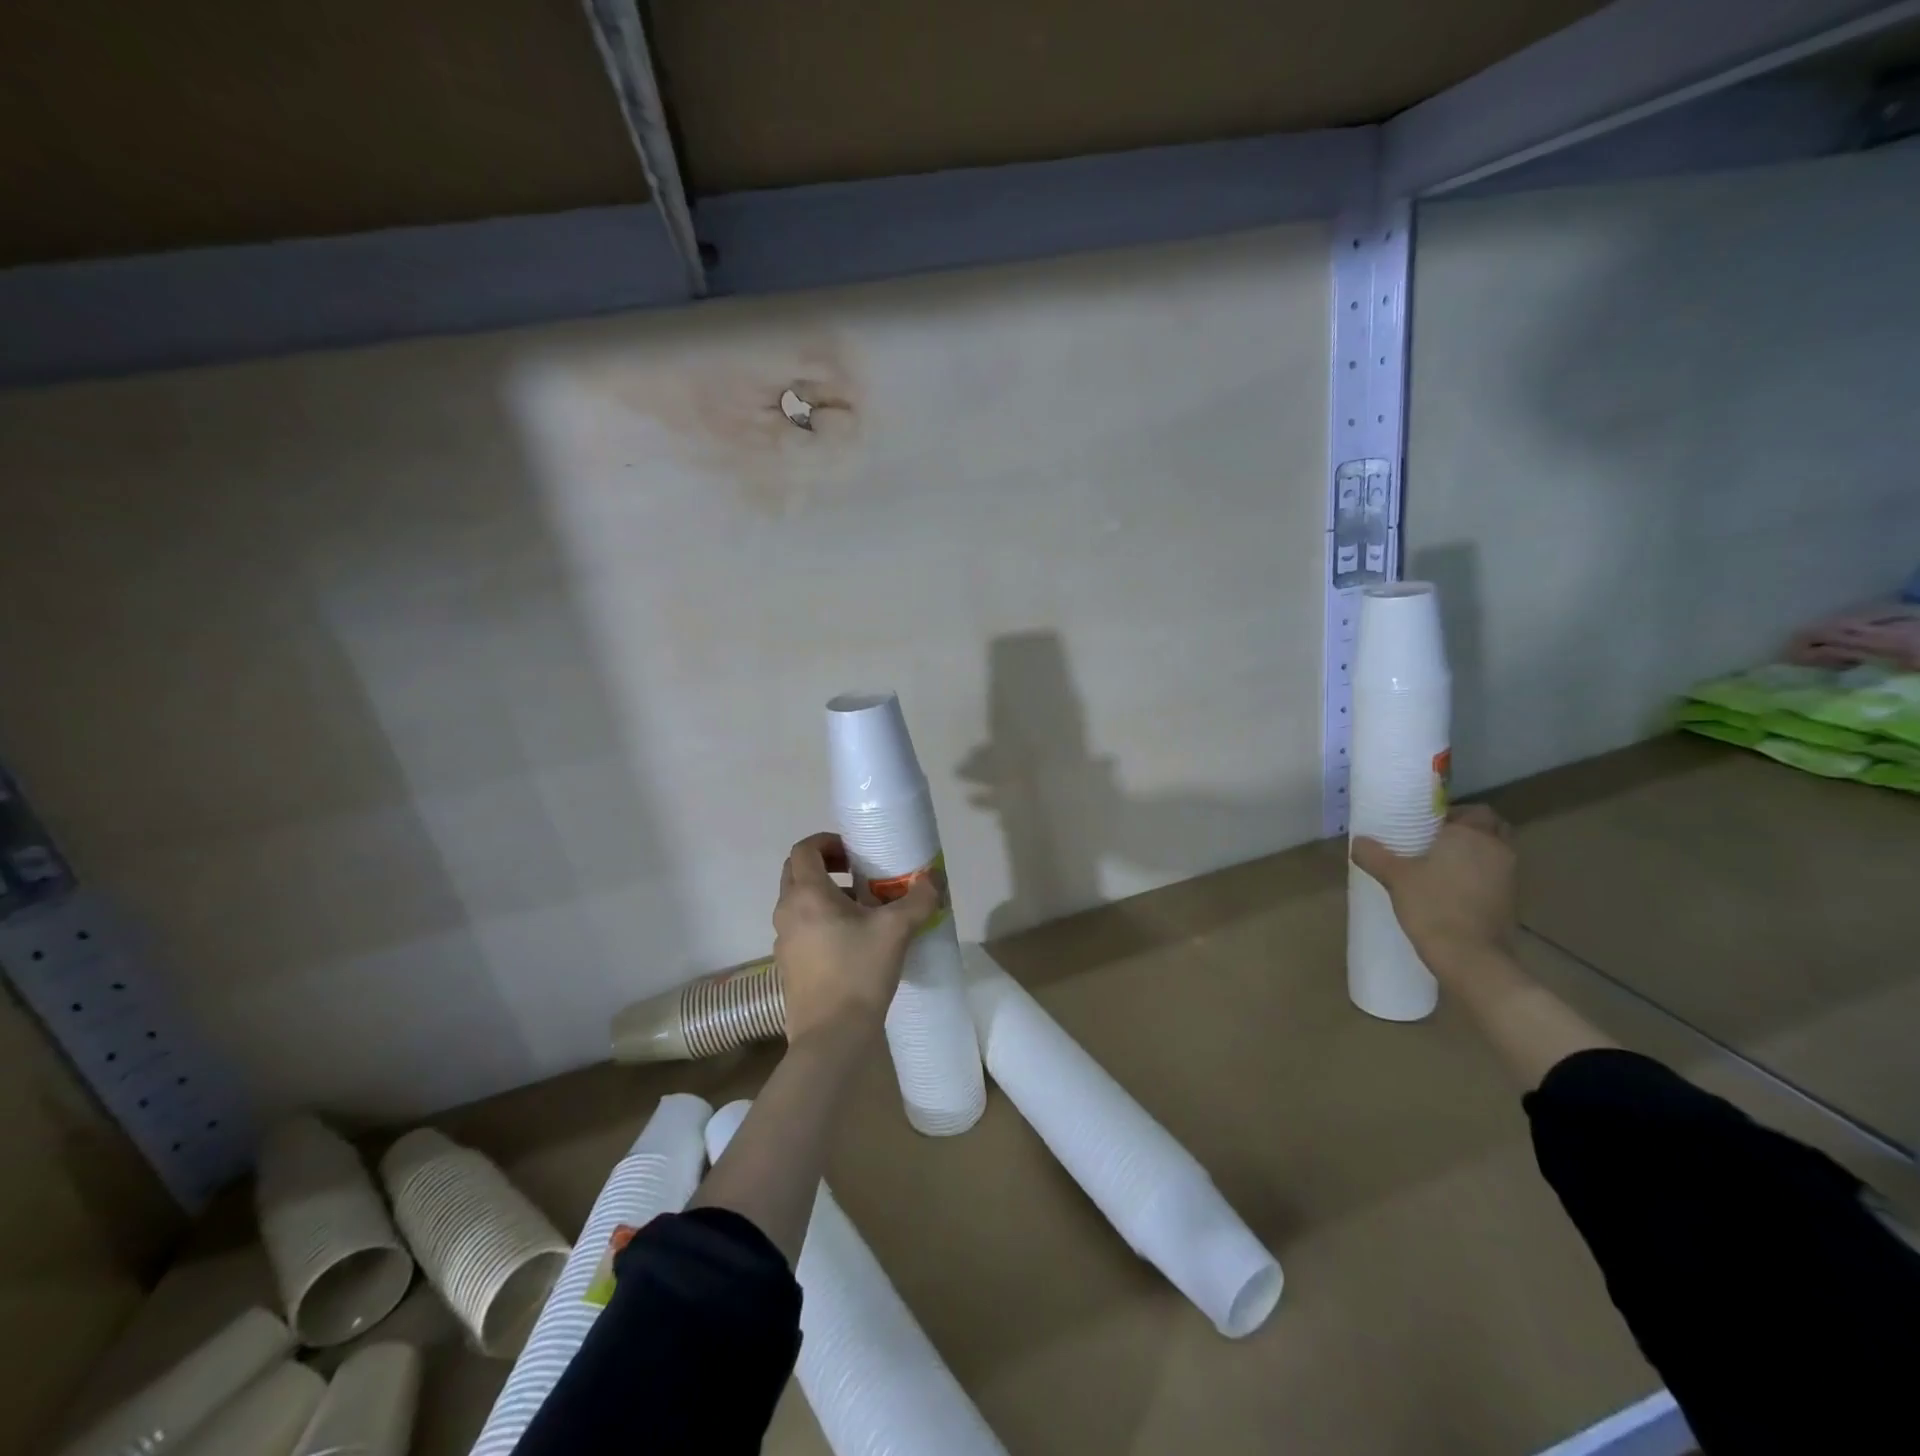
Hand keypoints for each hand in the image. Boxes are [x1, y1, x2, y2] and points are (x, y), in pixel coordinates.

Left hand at [773, 832, 940, 1045]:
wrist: (831, 1036)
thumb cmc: (859, 972)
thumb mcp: (896, 931)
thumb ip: (918, 900)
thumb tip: (934, 878)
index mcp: (807, 894)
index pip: (804, 849)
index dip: (828, 842)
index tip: (854, 852)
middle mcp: (787, 912)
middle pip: (797, 873)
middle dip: (827, 866)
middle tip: (859, 875)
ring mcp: (783, 941)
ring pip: (799, 903)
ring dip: (826, 896)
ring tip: (863, 911)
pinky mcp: (787, 966)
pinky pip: (801, 929)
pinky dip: (821, 922)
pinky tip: (852, 943)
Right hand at [1351, 804, 1516, 973]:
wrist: (1470, 957)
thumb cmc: (1433, 905)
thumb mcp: (1395, 877)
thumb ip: (1375, 855)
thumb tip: (1357, 841)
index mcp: (1472, 835)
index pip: (1476, 811)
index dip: (1454, 814)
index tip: (1428, 825)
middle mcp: (1497, 850)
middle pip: (1492, 829)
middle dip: (1470, 831)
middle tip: (1437, 841)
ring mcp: (1510, 877)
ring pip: (1494, 854)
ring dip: (1475, 854)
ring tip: (1440, 865)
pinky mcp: (1511, 902)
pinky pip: (1495, 877)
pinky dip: (1479, 876)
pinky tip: (1452, 889)